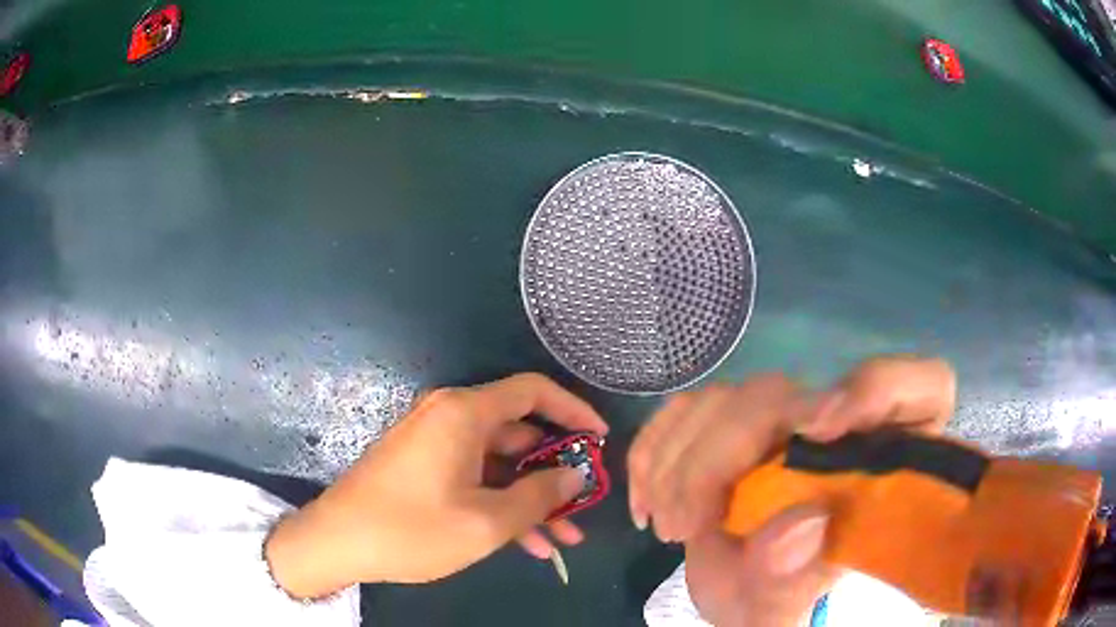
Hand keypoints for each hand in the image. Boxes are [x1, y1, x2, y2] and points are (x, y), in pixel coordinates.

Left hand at [265, 373, 607, 597]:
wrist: (337, 543)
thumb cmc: (411, 529)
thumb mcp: (485, 522)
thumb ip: (539, 496)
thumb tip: (575, 476)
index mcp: (464, 414)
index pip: (533, 391)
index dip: (573, 410)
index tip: (600, 440)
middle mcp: (450, 417)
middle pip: (519, 433)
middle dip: (555, 472)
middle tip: (585, 504)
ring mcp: (435, 444)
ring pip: (499, 464)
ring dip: (532, 498)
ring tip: (565, 538)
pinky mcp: (425, 467)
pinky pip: (475, 478)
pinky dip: (502, 504)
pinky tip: (529, 543)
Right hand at [628, 355, 955, 625]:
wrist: (739, 594)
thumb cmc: (776, 600)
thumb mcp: (779, 614)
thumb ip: (791, 585)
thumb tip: (798, 525)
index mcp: (885, 464)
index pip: (922, 388)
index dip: (882, 388)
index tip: (823, 431)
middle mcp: (842, 429)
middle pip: (791, 394)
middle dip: (724, 453)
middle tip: (685, 524)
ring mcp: (787, 422)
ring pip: (731, 396)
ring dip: (681, 459)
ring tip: (668, 525)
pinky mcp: (735, 425)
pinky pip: (689, 408)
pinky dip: (656, 448)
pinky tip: (647, 497)